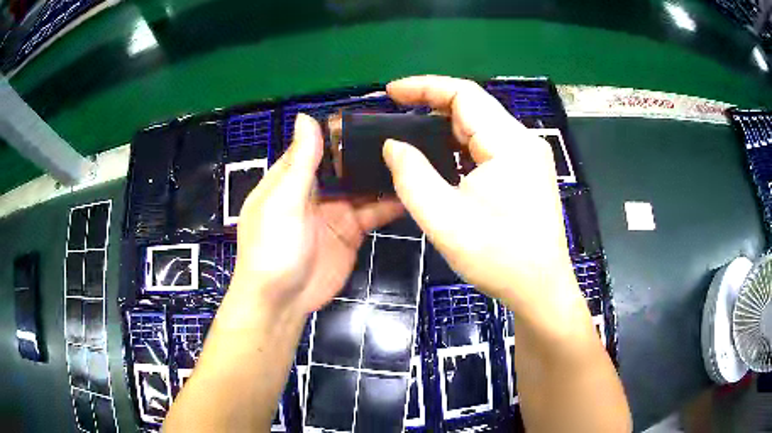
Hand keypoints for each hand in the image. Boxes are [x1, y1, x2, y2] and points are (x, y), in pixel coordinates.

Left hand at [231, 113, 403, 314]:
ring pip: (363, 186)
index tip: (373, 115)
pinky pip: (374, 212)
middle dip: (369, 151)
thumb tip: (305, 116)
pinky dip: (391, 203)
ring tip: (416, 157)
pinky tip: (413, 190)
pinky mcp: (352, 232)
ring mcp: (335, 211)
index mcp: (291, 178)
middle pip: (345, 164)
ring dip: (383, 175)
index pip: (318, 145)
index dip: (341, 131)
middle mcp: (314, 190)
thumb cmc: (272, 247)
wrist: (282, 301)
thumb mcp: (282, 200)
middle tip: (406, 134)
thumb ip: (300, 161)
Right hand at [383, 76, 580, 325]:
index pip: (464, 94)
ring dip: (444, 129)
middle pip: (473, 108)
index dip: (424, 87)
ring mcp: (528, 158)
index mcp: (509, 143)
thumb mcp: (444, 219)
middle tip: (394, 117)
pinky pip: (488, 147)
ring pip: (480, 128)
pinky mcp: (526, 174)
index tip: (390, 93)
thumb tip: (392, 145)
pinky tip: (440, 161)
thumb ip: (412, 175)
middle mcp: (523, 142)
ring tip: (410, 138)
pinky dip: (459, 148)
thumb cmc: (497, 257)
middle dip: (431, 107)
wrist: (539, 290)